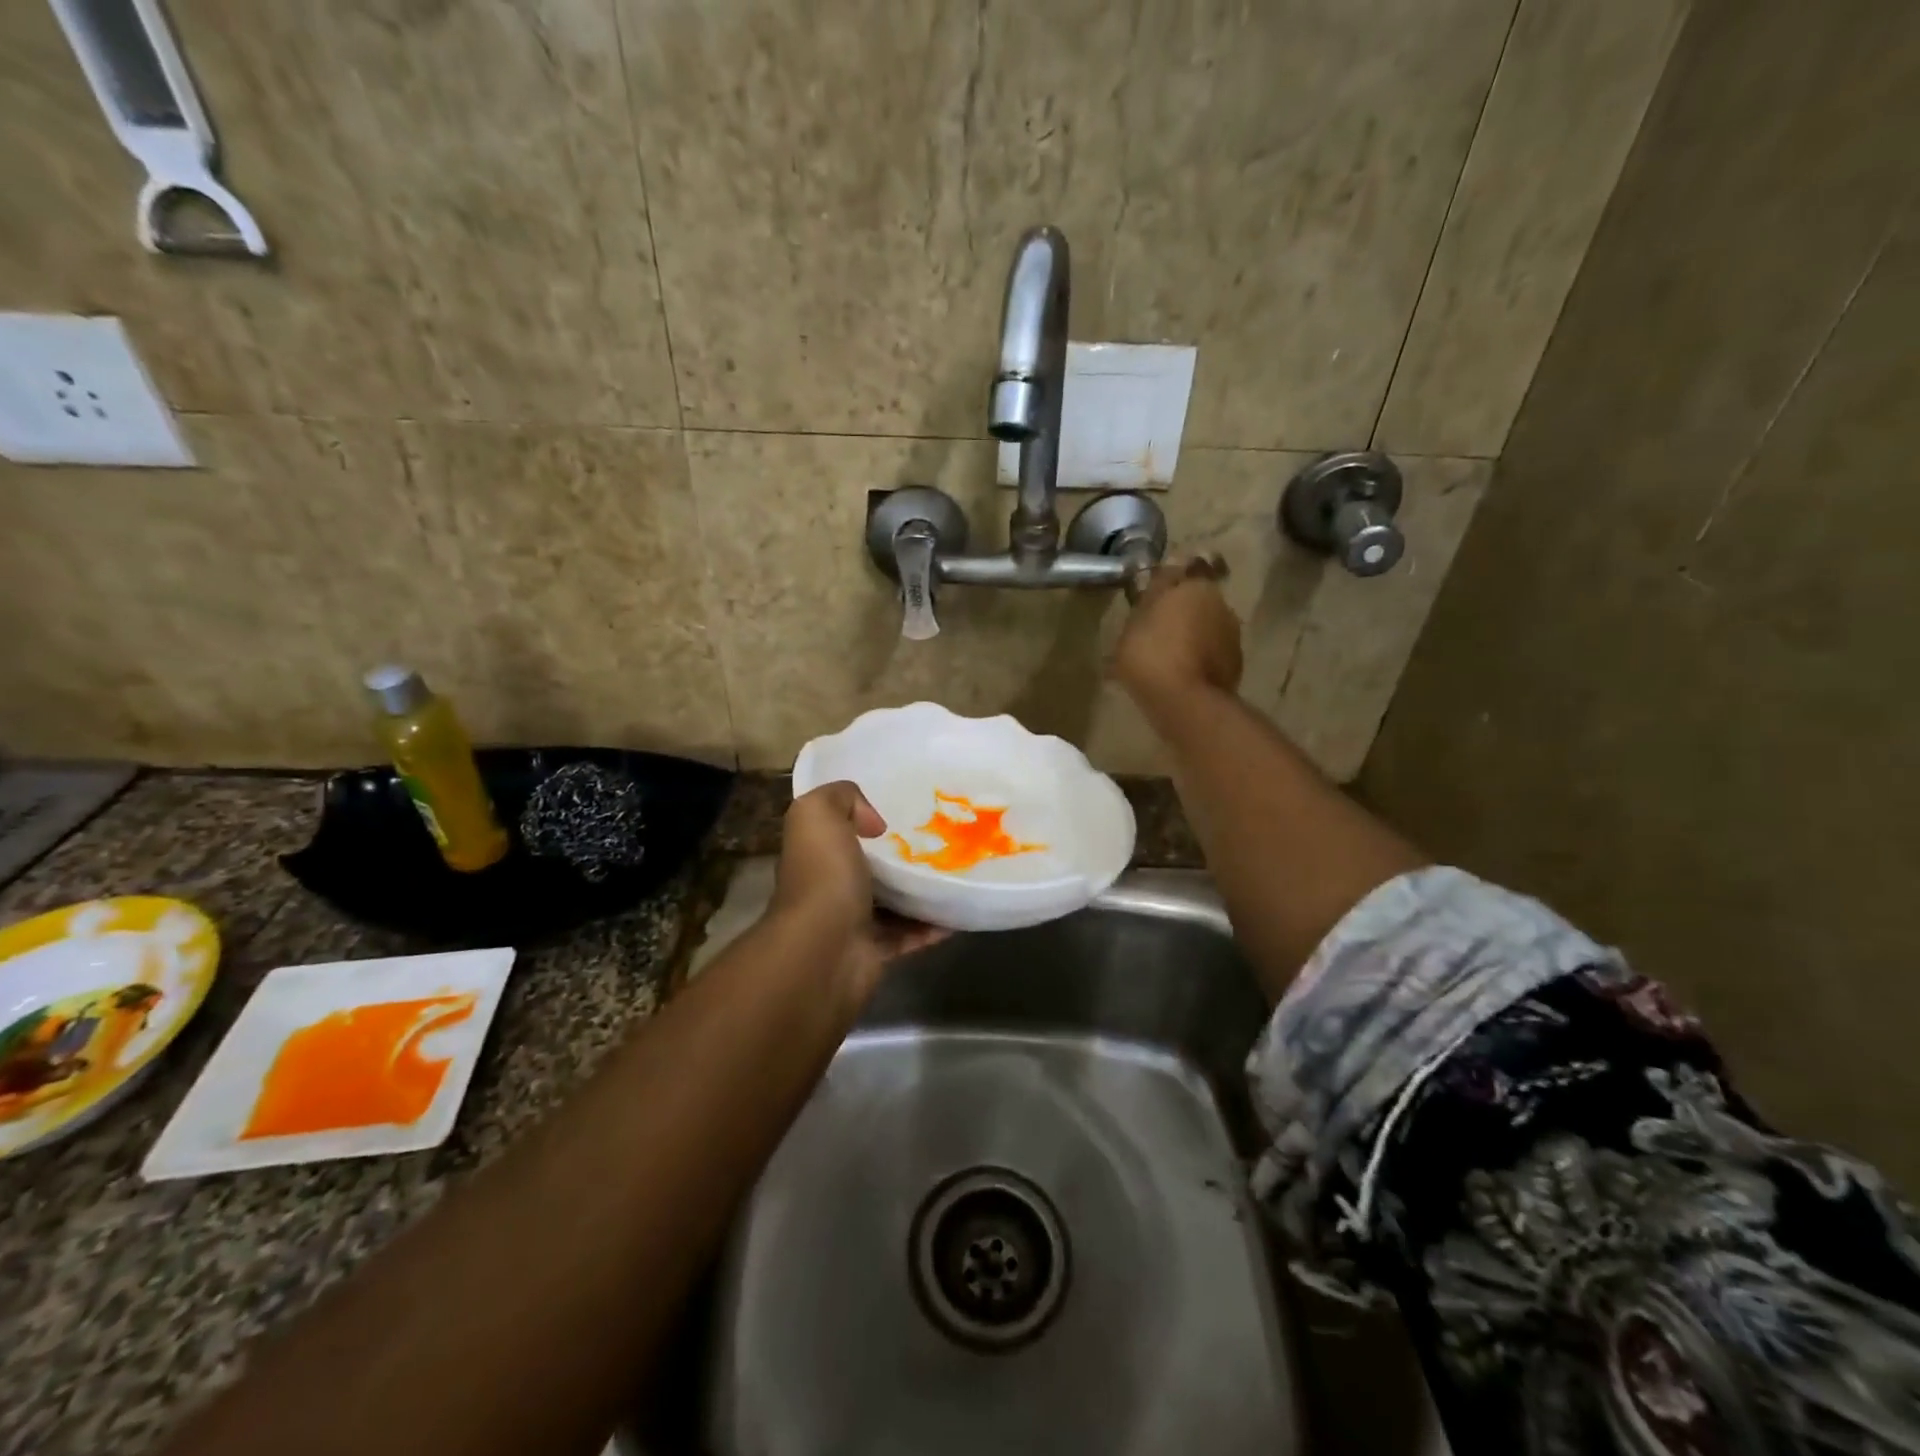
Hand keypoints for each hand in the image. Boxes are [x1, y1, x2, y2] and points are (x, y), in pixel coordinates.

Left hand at [771, 781, 945, 998]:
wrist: (825, 949)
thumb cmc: (823, 875)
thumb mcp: (818, 813)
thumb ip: (841, 797)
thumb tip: (873, 823)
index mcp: (816, 852)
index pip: (838, 830)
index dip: (864, 818)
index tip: (903, 812)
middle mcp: (829, 885)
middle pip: (870, 865)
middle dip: (901, 855)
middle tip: (941, 840)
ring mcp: (851, 921)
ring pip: (892, 901)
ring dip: (921, 891)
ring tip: (956, 871)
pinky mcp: (875, 951)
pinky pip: (909, 934)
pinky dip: (932, 925)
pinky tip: (957, 911)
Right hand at [1113, 556, 1243, 710]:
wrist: (1185, 703)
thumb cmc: (1151, 654)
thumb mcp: (1134, 622)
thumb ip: (1149, 598)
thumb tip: (1162, 578)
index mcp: (1196, 587)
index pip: (1180, 572)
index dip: (1164, 584)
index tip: (1148, 599)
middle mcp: (1222, 605)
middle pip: (1196, 602)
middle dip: (1179, 613)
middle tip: (1153, 632)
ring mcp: (1233, 637)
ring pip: (1205, 629)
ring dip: (1189, 637)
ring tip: (1165, 659)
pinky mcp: (1236, 666)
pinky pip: (1211, 654)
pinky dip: (1198, 660)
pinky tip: (1179, 676)